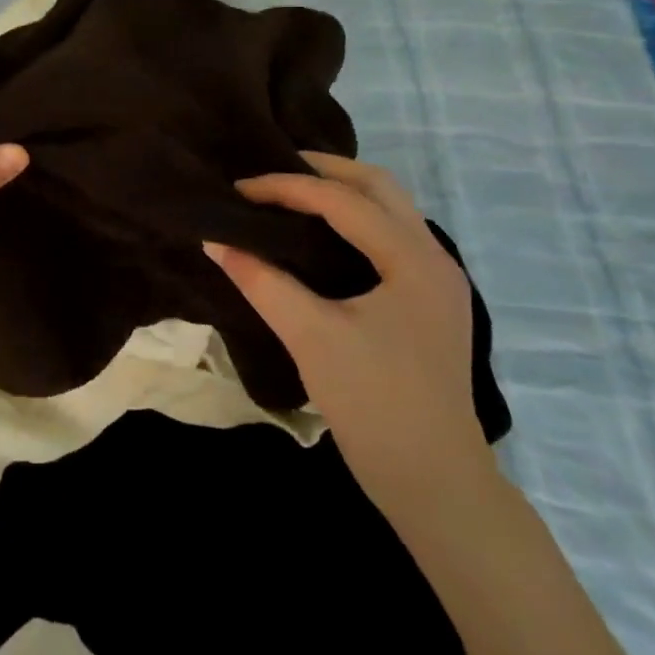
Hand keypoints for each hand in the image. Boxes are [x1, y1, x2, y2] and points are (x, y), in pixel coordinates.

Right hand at [204, 153, 494, 513]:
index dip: (286, 187)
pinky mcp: (431, 301)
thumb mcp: (310, 337)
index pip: (342, 201)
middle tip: (273, 172)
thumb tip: (216, 240)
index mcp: (413, 259)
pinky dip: (355, 218)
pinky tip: (322, 233)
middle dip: (324, 170)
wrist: (436, 484)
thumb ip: (261, 281)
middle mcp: (434, 257)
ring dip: (342, 191)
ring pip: (390, 208)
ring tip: (292, 193)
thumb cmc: (374, 404)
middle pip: (379, 186)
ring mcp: (438, 280)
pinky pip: (391, 235)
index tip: (239, 189)